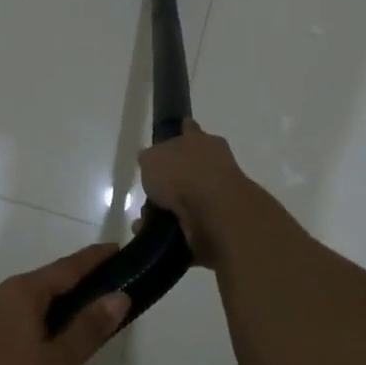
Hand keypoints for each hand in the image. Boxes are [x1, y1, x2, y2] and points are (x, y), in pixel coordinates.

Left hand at [0, 245, 127, 364]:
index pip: (69, 267)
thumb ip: (88, 330)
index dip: (96, 260)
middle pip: (50, 301)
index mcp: (22, 292)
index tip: (119, 251)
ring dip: (48, 361)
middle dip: (71, 332)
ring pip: (31, 331)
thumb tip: (119, 294)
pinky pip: (11, 348)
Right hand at [138, 121, 261, 268]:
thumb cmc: (182, 173)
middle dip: (172, 178)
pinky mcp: (219, 222)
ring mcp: (219, 194)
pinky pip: (190, 224)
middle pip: (191, 166)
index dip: (181, 132)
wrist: (214, 212)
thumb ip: (150, 158)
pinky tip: (155, 235)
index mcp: (201, 140)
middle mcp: (214, 163)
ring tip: (146, 219)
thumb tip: (149, 161)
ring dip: (170, 208)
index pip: (189, 129)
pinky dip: (174, 230)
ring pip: (189, 198)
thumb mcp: (152, 158)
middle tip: (151, 190)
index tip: (174, 137)